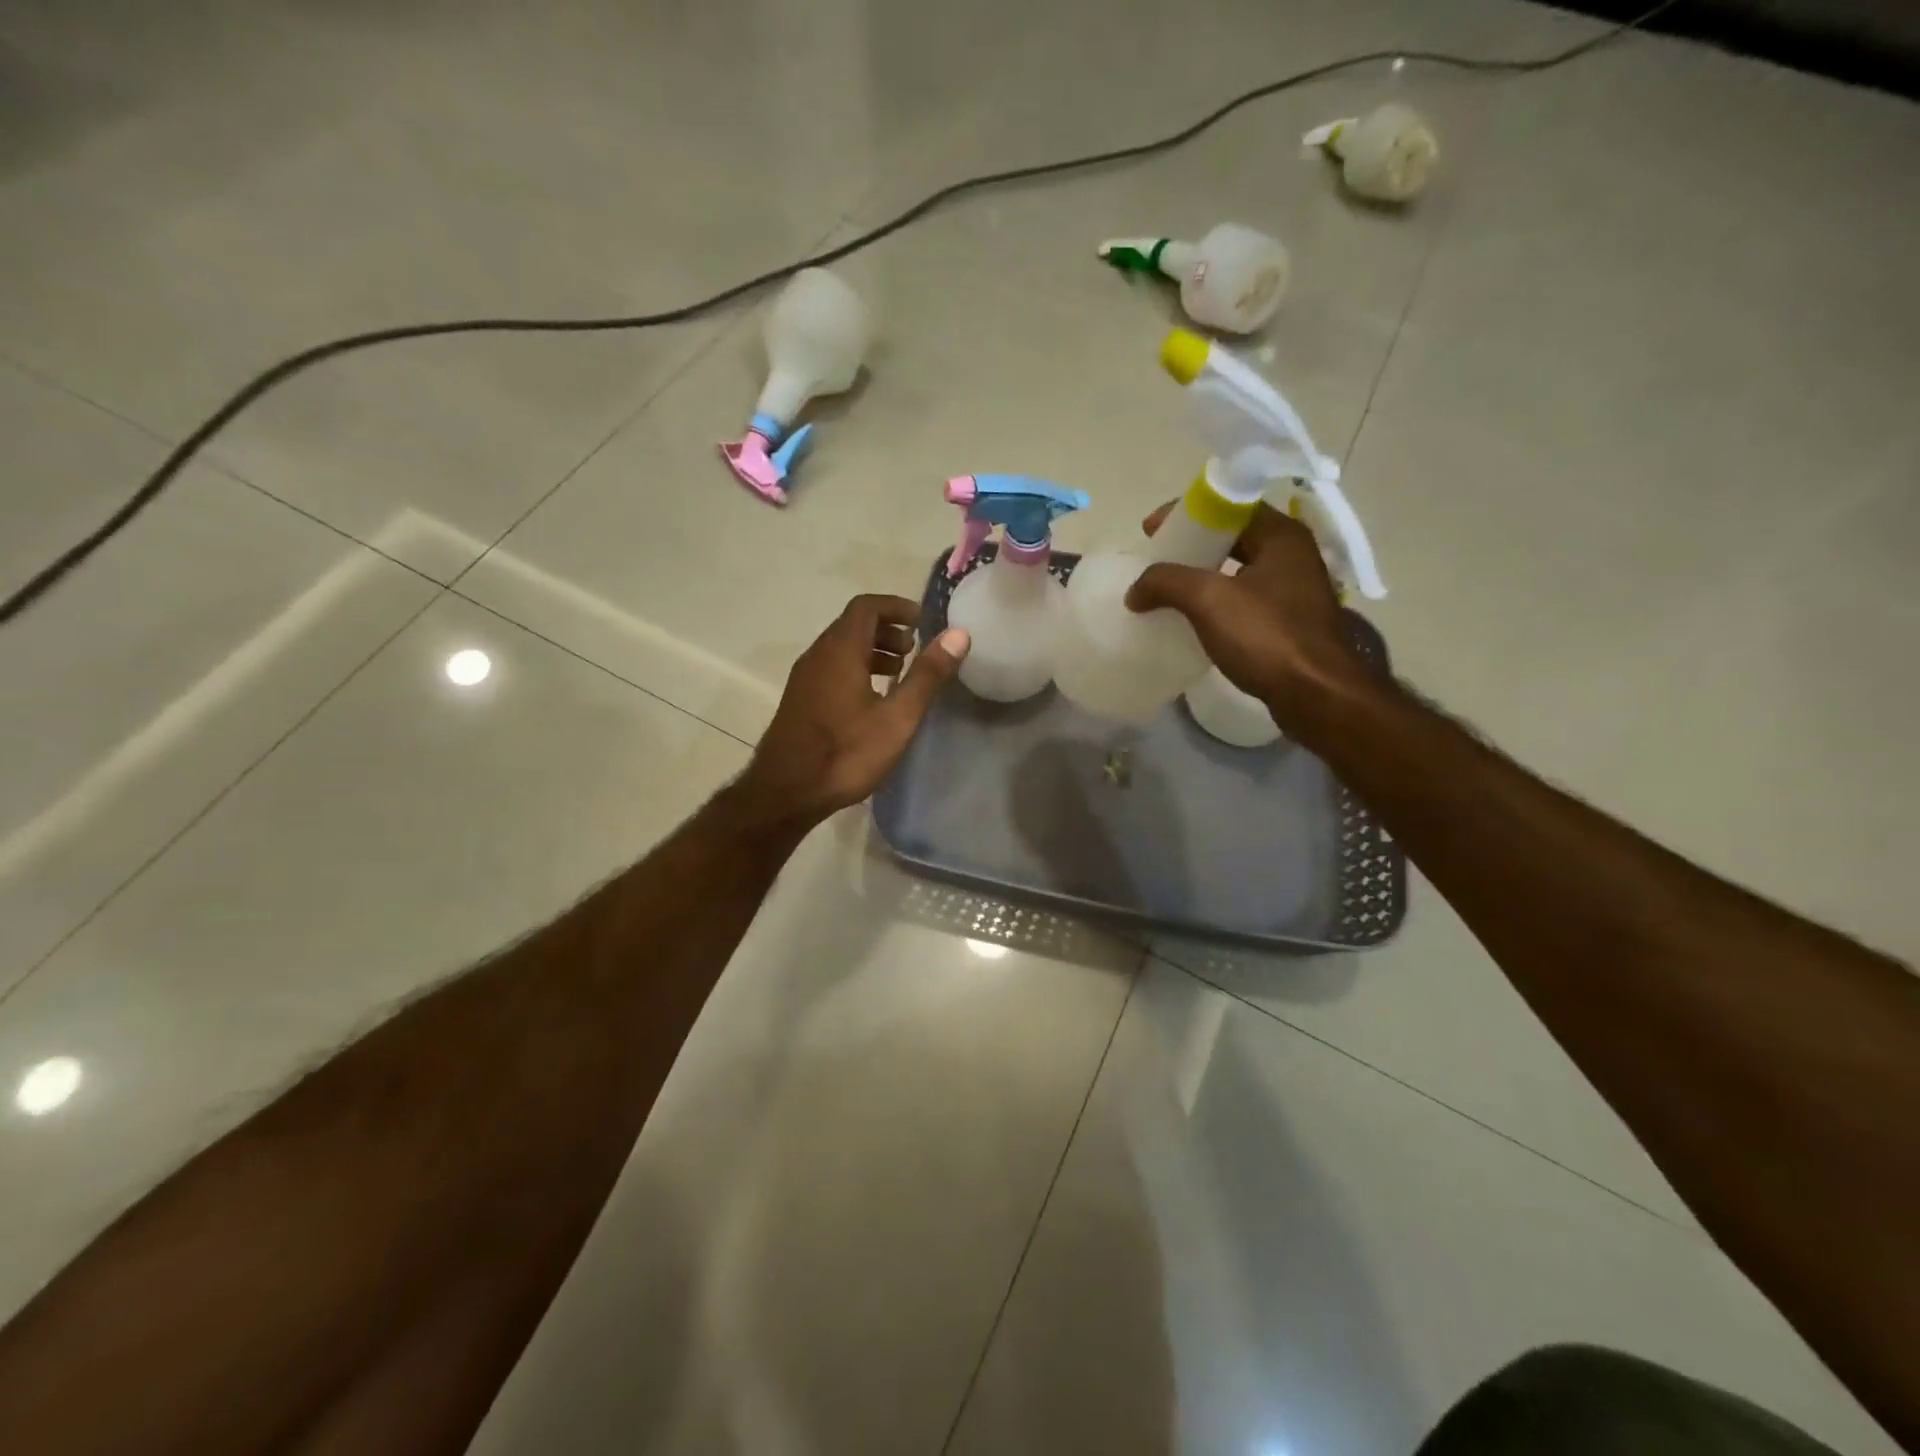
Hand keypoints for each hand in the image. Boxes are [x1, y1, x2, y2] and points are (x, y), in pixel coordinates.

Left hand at [740, 594, 969, 826]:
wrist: (786, 792)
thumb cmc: (845, 753)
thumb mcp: (897, 717)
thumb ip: (927, 675)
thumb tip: (958, 634)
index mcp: (840, 650)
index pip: (867, 607)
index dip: (897, 607)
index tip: (923, 622)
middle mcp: (818, 655)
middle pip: (853, 625)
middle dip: (888, 630)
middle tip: (916, 650)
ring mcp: (805, 678)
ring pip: (842, 648)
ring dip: (873, 650)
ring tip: (900, 674)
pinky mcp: (801, 699)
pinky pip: (832, 668)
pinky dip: (857, 668)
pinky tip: (873, 700)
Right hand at [1126, 501, 1368, 725]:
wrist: (1316, 696)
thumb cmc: (1267, 637)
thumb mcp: (1209, 601)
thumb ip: (1167, 583)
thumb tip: (1135, 590)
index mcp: (1281, 536)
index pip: (1229, 505)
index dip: (1186, 513)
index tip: (1151, 531)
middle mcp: (1293, 556)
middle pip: (1234, 537)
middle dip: (1192, 546)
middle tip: (1157, 560)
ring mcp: (1295, 591)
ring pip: (1239, 571)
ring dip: (1203, 577)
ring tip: (1168, 590)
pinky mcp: (1290, 624)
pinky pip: (1245, 601)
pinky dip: (1217, 603)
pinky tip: (1193, 620)